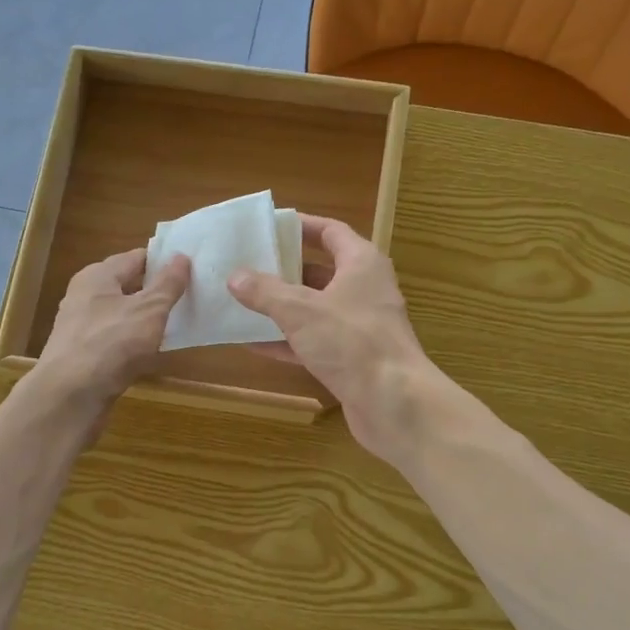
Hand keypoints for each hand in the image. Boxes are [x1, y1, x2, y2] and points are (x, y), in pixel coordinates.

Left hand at [34, 247, 190, 407]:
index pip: (136, 257)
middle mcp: (85, 296)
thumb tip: (182, 257)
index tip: (191, 267)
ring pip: (121, 315)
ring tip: (178, 323)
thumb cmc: (112, 343)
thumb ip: (168, 284)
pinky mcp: (83, 355)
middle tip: (191, 295)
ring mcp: (82, 327)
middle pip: (127, 285)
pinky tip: (153, 352)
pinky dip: (134, 342)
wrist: (71, 396)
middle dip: (156, 290)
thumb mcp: (149, 310)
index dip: (163, 261)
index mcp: (97, 276)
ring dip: (146, 318)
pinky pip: (116, 340)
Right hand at [227, 215, 434, 458]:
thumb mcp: (300, 310)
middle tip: (246, 266)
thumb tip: (235, 276)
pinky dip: (287, 341)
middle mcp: (364, 290)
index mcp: (361, 264)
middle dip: (284, 270)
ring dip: (282, 308)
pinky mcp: (352, 359)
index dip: (301, 226)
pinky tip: (253, 343)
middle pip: (320, 271)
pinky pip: (314, 342)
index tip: (268, 226)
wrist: (394, 403)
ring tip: (242, 302)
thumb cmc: (351, 342)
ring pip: (315, 309)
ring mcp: (359, 327)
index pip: (331, 232)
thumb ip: (265, 291)